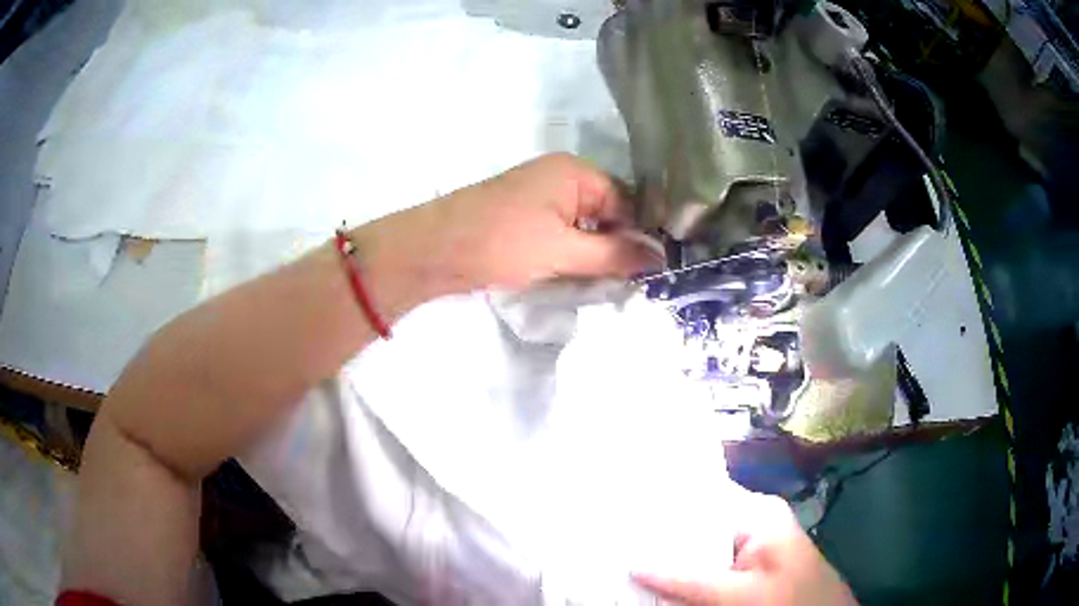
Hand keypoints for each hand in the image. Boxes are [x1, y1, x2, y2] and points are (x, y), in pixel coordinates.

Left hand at [359, 154, 663, 309]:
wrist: (433, 251)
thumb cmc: (501, 242)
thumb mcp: (563, 250)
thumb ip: (615, 254)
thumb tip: (661, 259)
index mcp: (575, 171)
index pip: (628, 200)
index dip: (640, 234)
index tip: (652, 272)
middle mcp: (561, 176)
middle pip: (608, 211)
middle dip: (618, 246)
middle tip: (631, 283)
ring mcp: (541, 196)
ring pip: (586, 225)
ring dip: (595, 254)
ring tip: (607, 284)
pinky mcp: (525, 217)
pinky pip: (564, 233)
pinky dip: (573, 254)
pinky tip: (579, 277)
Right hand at [634, 493, 856, 604]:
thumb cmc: (789, 603)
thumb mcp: (738, 595)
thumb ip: (688, 579)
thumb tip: (633, 563)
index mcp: (757, 513)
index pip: (698, 498)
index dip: (659, 507)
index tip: (619, 514)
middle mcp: (753, 523)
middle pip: (694, 526)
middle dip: (657, 539)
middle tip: (613, 544)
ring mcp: (749, 549)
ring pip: (697, 551)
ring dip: (667, 561)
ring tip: (624, 560)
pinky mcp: (745, 572)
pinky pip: (707, 569)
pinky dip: (683, 577)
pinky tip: (655, 583)